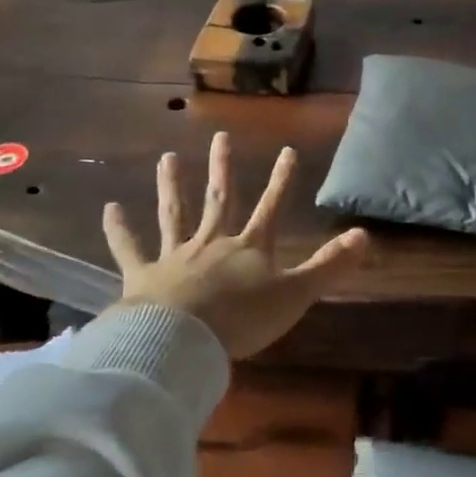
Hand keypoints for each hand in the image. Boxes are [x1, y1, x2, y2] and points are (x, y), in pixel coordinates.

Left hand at [102, 132, 368, 358]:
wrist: (183, 339)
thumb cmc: (243, 318)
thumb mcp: (296, 293)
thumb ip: (330, 265)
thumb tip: (366, 235)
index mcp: (249, 247)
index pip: (271, 207)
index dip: (281, 180)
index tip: (287, 150)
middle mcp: (212, 242)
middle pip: (220, 200)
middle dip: (223, 169)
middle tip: (220, 137)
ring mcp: (175, 255)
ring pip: (174, 214)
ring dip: (172, 186)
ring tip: (167, 158)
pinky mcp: (143, 275)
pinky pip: (129, 249)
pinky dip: (119, 230)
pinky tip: (109, 208)